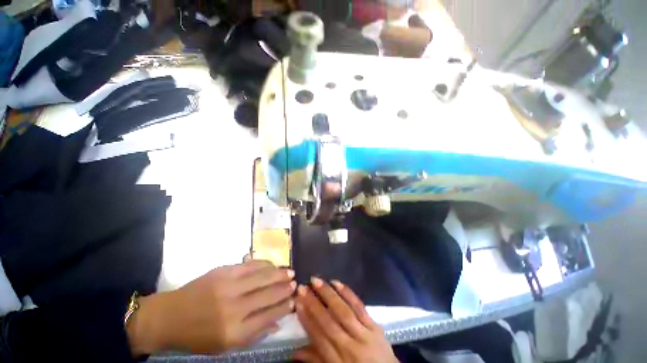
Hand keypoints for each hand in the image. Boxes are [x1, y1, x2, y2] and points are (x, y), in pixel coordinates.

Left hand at [127, 260, 295, 354]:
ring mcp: (229, 286)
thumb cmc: (197, 336)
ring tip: (290, 271)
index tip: (294, 301)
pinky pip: (250, 265)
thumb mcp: (224, 346)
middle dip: (285, 288)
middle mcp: (234, 308)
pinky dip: (264, 264)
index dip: (284, 307)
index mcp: (234, 332)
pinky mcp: (223, 271)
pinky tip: (273, 264)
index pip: (268, 316)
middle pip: (268, 294)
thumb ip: (253, 334)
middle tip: (295, 283)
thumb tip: (277, 322)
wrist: (169, 316)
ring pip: (262, 276)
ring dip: (279, 273)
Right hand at [293, 278, 397, 362]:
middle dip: (313, 303)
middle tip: (302, 287)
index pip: (318, 337)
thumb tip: (295, 352)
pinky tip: (337, 283)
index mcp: (338, 362)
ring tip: (317, 281)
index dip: (306, 318)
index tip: (297, 302)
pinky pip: (359, 307)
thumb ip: (317, 361)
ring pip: (343, 311)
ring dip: (328, 294)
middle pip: (328, 322)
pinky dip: (348, 294)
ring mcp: (364, 335)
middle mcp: (349, 347)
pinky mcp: (375, 326)